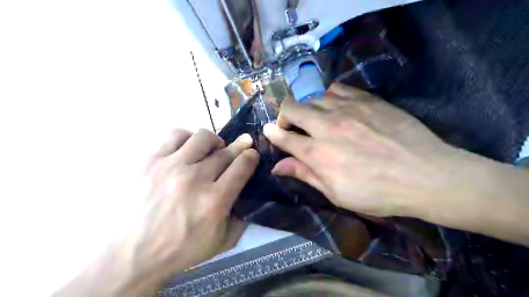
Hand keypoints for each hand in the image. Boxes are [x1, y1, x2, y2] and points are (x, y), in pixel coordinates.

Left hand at [125, 129, 258, 278]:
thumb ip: (242, 218)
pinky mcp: (150, 160)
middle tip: (241, 145)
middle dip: (239, 146)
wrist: (131, 255)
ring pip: (202, 137)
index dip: (251, 156)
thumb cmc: (180, 249)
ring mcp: (171, 167)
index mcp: (215, 200)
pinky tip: (187, 149)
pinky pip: (175, 135)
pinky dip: (187, 138)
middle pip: (225, 151)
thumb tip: (251, 195)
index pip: (242, 166)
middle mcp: (195, 179)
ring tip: (211, 150)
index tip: (251, 154)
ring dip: (213, 141)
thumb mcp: (221, 242)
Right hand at [265, 84, 463, 217]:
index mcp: (318, 153)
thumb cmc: (377, 192)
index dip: (272, 133)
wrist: (425, 174)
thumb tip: (277, 167)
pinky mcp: (366, 99)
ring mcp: (347, 108)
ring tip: (316, 118)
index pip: (284, 137)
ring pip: (313, 96)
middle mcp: (327, 126)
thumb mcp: (336, 193)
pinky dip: (329, 96)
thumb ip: (305, 174)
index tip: (268, 131)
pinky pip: (337, 88)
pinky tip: (336, 106)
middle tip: (291, 126)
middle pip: (292, 108)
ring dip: (308, 107)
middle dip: (284, 115)